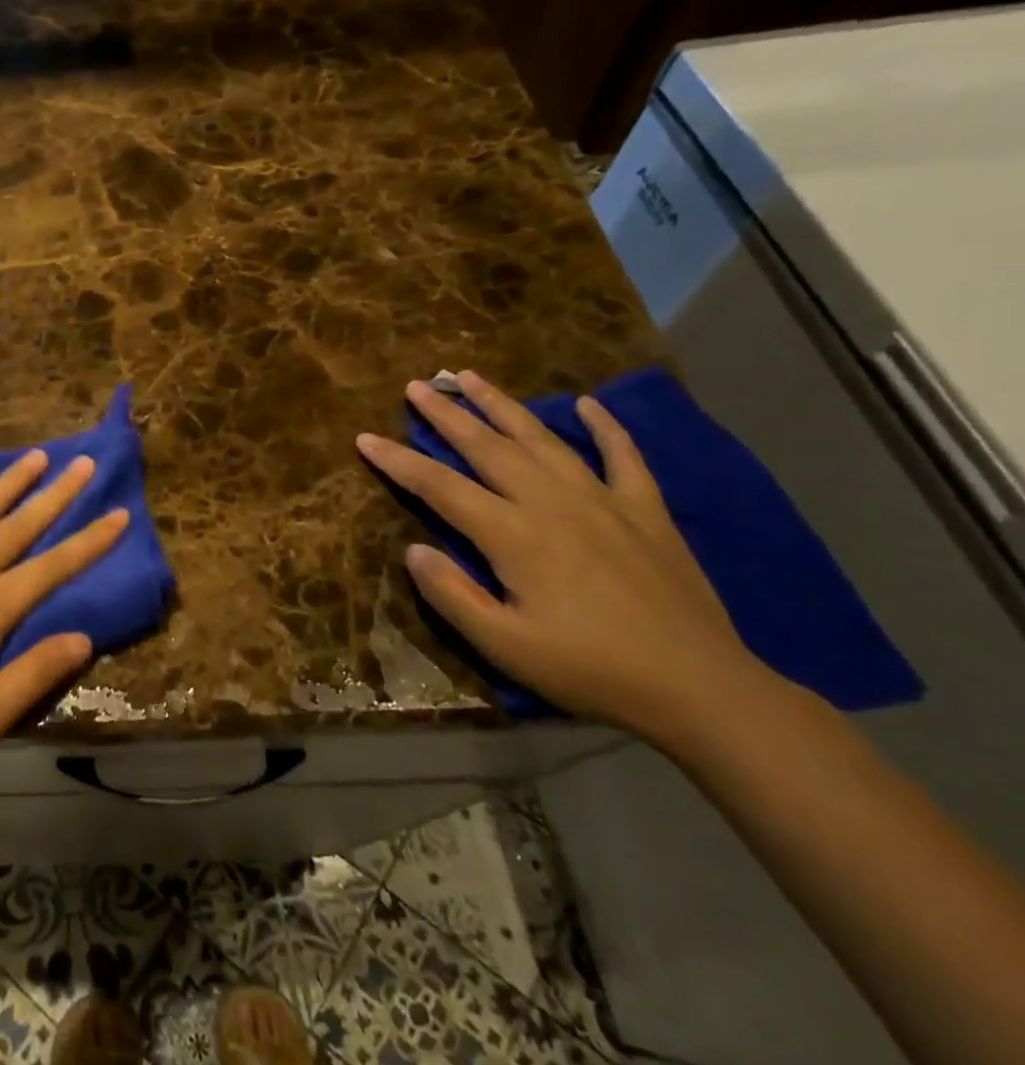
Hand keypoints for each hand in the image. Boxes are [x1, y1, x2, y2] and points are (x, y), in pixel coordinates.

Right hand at [357, 371, 773, 740]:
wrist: (699, 688)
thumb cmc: (589, 669)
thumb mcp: (504, 646)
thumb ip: (452, 595)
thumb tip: (413, 550)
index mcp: (514, 535)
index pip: (440, 487)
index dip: (399, 461)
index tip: (365, 438)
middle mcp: (552, 503)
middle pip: (487, 447)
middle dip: (447, 414)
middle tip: (417, 386)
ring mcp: (603, 501)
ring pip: (542, 438)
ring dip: (503, 405)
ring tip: (471, 376)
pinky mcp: (646, 511)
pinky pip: (623, 456)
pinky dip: (606, 427)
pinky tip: (590, 403)